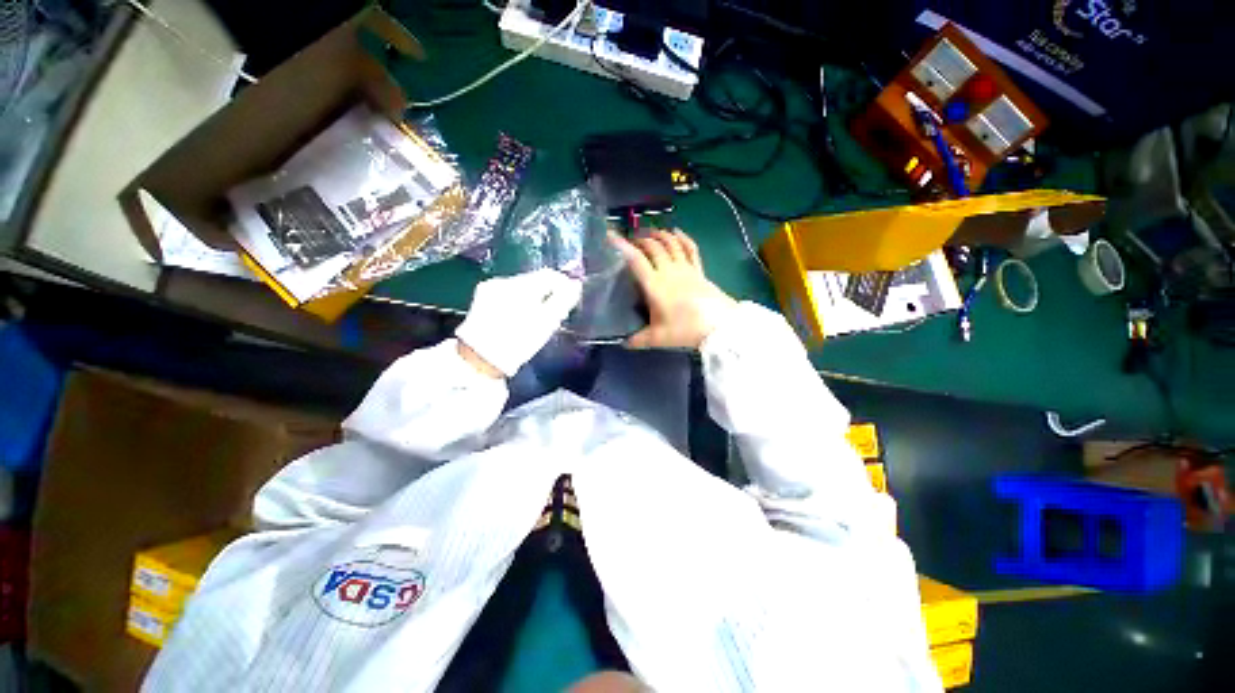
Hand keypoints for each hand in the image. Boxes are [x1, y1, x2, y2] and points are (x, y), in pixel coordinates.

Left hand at [455, 269, 581, 376]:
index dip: (563, 285)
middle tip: (556, 313)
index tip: (570, 301)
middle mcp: (504, 281)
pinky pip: (508, 293)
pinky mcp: (483, 297)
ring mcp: (490, 288)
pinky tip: (520, 317)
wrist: (480, 360)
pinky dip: (519, 301)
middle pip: (535, 279)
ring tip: (538, 317)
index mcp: (520, 287)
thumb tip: (575, 284)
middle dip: (548, 292)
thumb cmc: (518, 343)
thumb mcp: (546, 323)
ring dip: (534, 297)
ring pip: (522, 287)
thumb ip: (563, 300)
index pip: (549, 275)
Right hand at [610, 229, 737, 349]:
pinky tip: (676, 232)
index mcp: (655, 285)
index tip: (611, 236)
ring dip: (658, 235)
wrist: (718, 327)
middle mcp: (668, 271)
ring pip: (670, 243)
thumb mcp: (657, 338)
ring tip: (649, 233)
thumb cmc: (684, 330)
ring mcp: (685, 268)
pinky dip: (682, 237)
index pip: (635, 260)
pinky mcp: (699, 270)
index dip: (622, 246)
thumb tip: (624, 343)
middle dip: (640, 239)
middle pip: (653, 246)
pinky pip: (690, 248)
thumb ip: (638, 340)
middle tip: (631, 241)